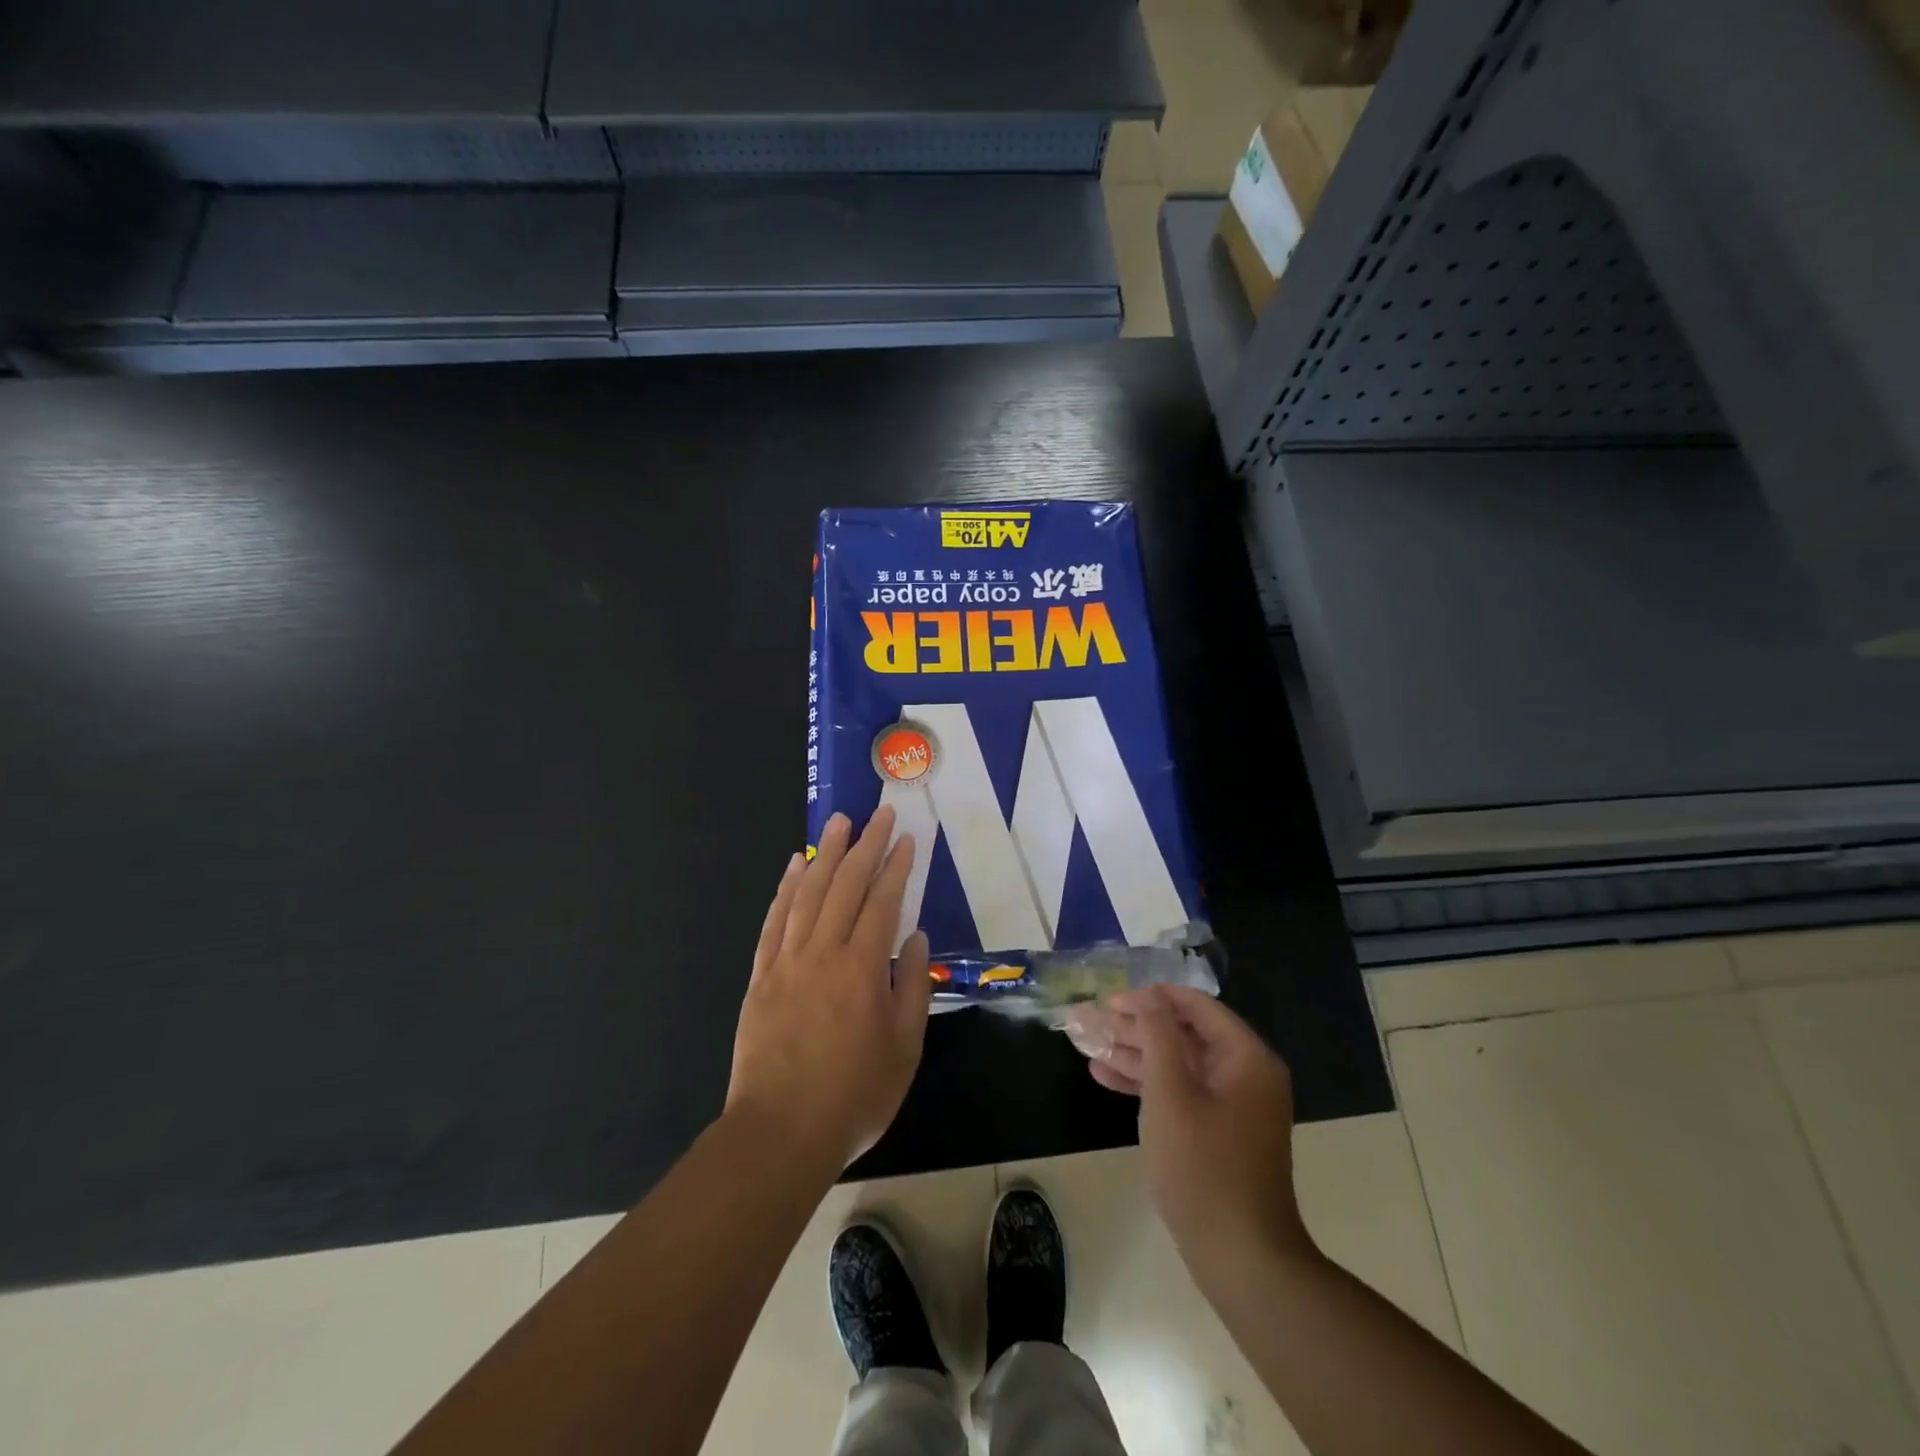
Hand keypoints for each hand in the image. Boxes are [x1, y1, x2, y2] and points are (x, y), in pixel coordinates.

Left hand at [726, 808, 931, 1168]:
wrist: (780, 1132)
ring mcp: (787, 960)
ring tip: (838, 823)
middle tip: (877, 814)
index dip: (896, 866)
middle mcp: (824, 952)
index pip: (883, 902)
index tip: (905, 838)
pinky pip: (774, 920)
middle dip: (865, 845)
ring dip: (825, 854)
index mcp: (862, 968)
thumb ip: (911, 987)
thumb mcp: (904, 1048)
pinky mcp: (761, 975)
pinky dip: (785, 888)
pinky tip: (794, 866)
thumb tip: (915, 939)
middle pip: (846, 885)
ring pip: (808, 893)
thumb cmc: (853, 1095)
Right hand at [1073, 985, 1312, 1287]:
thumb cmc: (1203, 1166)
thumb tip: (1148, 995)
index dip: (1150, 998)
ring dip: (1133, 1052)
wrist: (1242, 1258)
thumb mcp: (1171, 1093)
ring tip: (1086, 1043)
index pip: (1195, 1005)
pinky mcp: (1218, 1130)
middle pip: (1183, 1033)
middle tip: (1089, 1019)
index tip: (1110, 999)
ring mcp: (1232, 1104)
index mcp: (1246, 1057)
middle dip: (1134, 1026)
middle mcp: (1244, 1073)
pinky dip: (1146, 1083)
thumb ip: (1158, 1035)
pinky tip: (1104, 1075)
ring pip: (1177, 1062)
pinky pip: (1180, 1091)